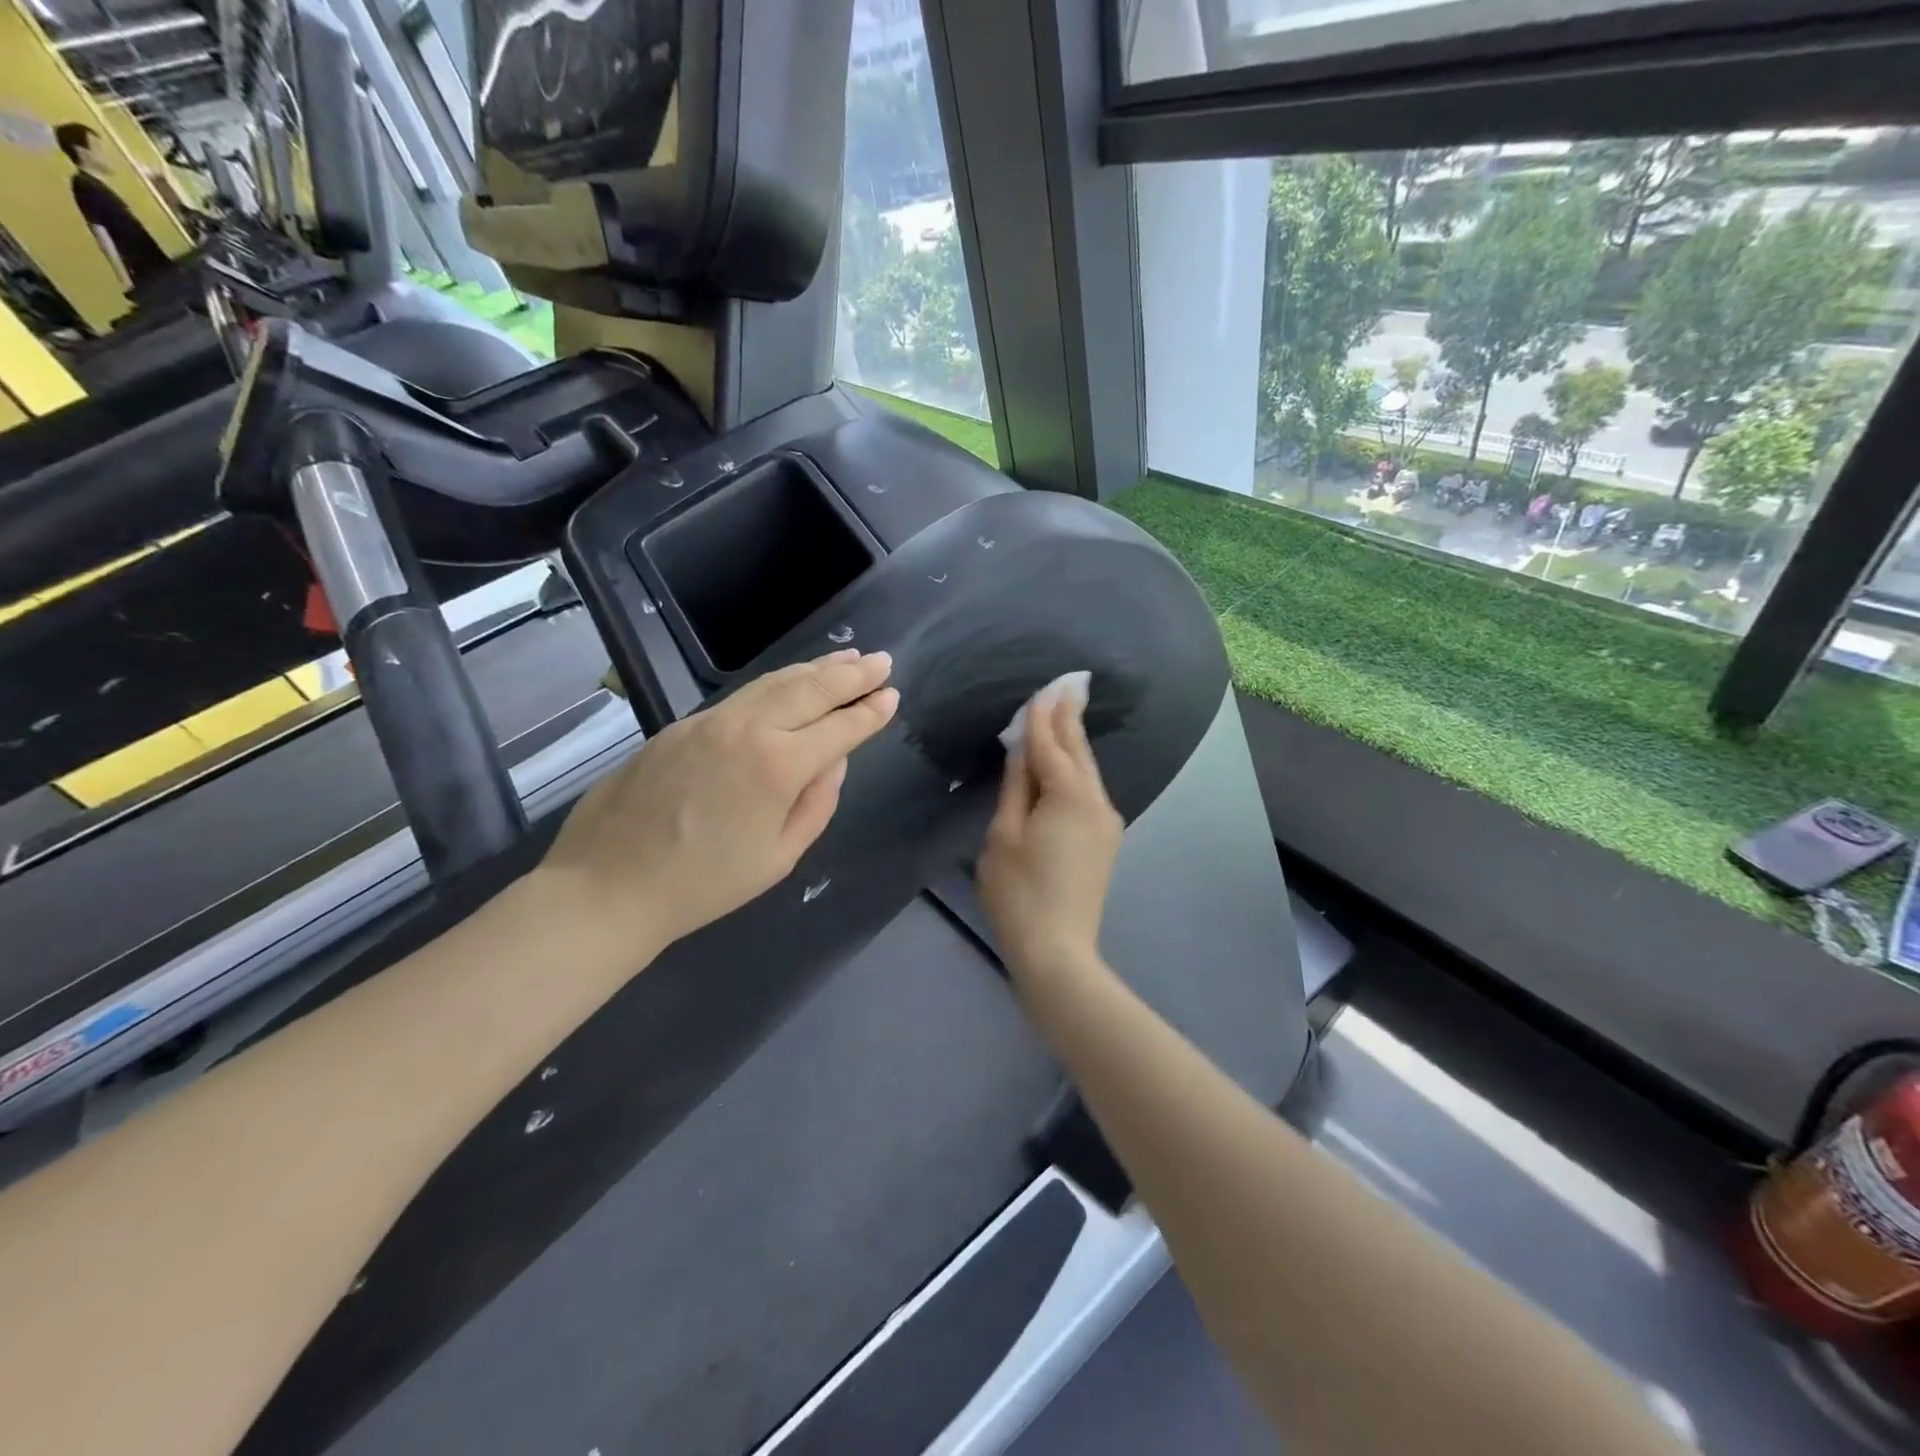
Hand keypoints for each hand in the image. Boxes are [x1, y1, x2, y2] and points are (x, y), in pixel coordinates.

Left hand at [540, 649, 897, 949]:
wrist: (608, 885)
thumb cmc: (704, 885)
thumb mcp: (779, 857)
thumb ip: (817, 804)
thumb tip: (833, 762)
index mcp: (779, 766)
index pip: (839, 728)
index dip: (870, 712)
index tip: (892, 695)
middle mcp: (747, 729)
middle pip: (810, 689)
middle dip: (851, 674)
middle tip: (881, 661)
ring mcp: (709, 721)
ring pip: (774, 683)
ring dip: (815, 669)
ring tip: (844, 660)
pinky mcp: (681, 725)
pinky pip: (742, 696)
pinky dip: (776, 684)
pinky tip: (788, 684)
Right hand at [976, 685, 1123, 978]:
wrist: (1057, 951)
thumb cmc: (1018, 892)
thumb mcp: (1004, 835)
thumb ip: (1016, 786)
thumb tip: (1023, 750)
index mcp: (1069, 795)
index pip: (1051, 745)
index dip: (1042, 718)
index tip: (1043, 688)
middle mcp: (1096, 801)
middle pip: (1078, 752)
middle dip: (1069, 719)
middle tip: (1067, 686)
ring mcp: (1106, 822)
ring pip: (1086, 772)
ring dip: (1073, 743)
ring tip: (1064, 713)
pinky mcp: (1105, 840)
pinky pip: (1088, 792)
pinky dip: (1075, 771)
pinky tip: (1067, 762)